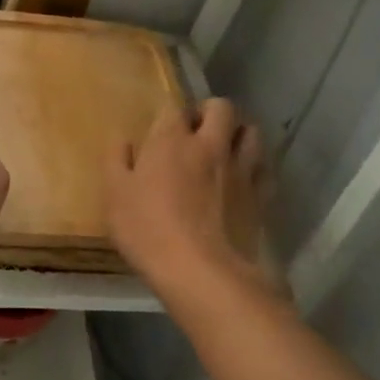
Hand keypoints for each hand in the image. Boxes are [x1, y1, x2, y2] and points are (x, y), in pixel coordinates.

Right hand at [104, 98, 263, 291]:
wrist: (202, 272)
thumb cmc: (148, 230)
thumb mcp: (115, 195)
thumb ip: (116, 161)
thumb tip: (122, 139)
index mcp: (171, 140)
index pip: (173, 107)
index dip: (168, 115)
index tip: (160, 132)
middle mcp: (210, 145)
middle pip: (221, 108)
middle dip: (209, 112)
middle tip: (196, 132)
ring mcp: (239, 170)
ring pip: (251, 133)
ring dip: (238, 134)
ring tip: (225, 150)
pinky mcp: (260, 197)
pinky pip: (264, 169)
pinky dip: (255, 168)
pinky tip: (244, 181)